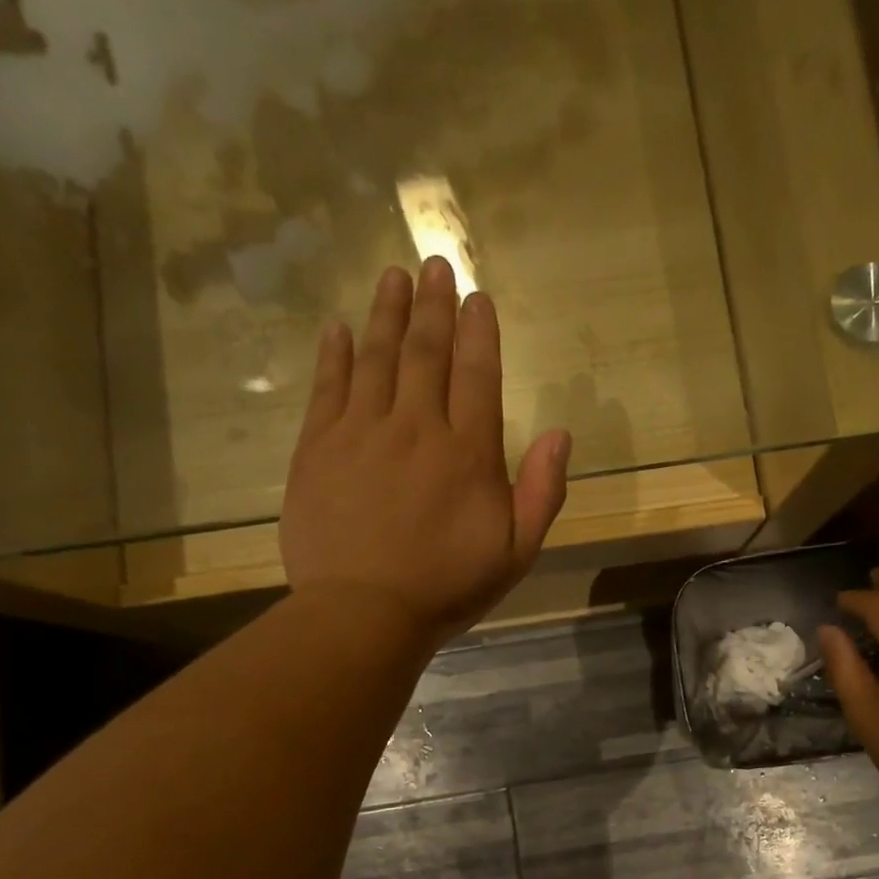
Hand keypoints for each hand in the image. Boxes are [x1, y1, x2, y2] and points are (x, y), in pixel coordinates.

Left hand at [281, 260, 570, 646]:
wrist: (363, 613)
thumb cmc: (446, 586)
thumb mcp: (516, 552)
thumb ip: (542, 492)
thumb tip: (561, 433)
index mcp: (467, 453)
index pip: (477, 375)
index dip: (478, 333)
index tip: (477, 297)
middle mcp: (416, 428)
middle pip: (426, 354)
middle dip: (433, 306)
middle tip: (435, 265)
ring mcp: (361, 433)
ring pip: (377, 359)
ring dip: (386, 314)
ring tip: (393, 277)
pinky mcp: (317, 448)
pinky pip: (328, 389)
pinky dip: (334, 355)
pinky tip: (338, 329)